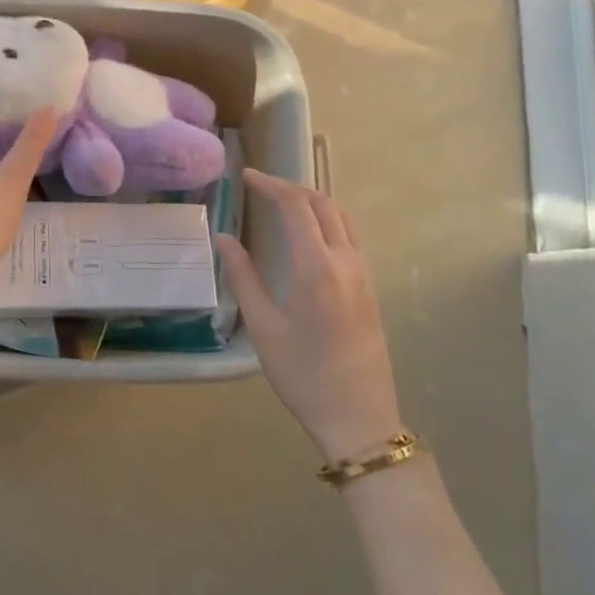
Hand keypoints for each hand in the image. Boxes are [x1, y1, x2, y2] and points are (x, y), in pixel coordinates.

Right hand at [217, 171, 402, 461]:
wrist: (358, 418)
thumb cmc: (303, 374)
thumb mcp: (263, 327)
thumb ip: (243, 277)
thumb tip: (224, 238)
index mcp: (317, 266)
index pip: (296, 206)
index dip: (270, 185)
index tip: (245, 176)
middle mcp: (346, 261)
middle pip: (322, 204)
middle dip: (291, 187)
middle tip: (260, 186)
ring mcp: (364, 274)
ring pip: (341, 218)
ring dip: (312, 201)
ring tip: (283, 203)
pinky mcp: (370, 288)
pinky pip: (350, 237)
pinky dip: (327, 220)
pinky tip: (309, 235)